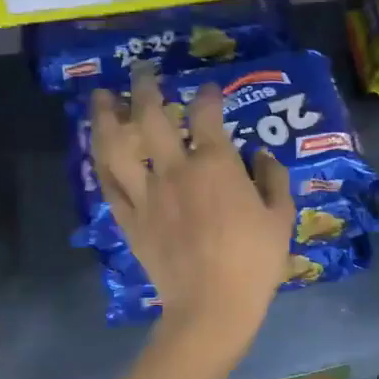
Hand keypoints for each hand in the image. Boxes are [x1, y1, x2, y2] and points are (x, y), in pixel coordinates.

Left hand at [90, 66, 294, 337]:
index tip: (209, 90)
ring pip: (116, 145)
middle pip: (151, 116)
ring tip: (101, 96)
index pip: (206, 115)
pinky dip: (100, 161)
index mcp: (215, 165)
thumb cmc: (254, 262)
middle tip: (142, 71)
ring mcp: (147, 194)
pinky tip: (97, 148)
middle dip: (145, 87)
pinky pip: (108, 184)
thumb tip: (261, 155)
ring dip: (106, 116)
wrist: (212, 307)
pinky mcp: (130, 220)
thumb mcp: (281, 219)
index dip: (207, 96)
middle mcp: (175, 169)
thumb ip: (273, 180)